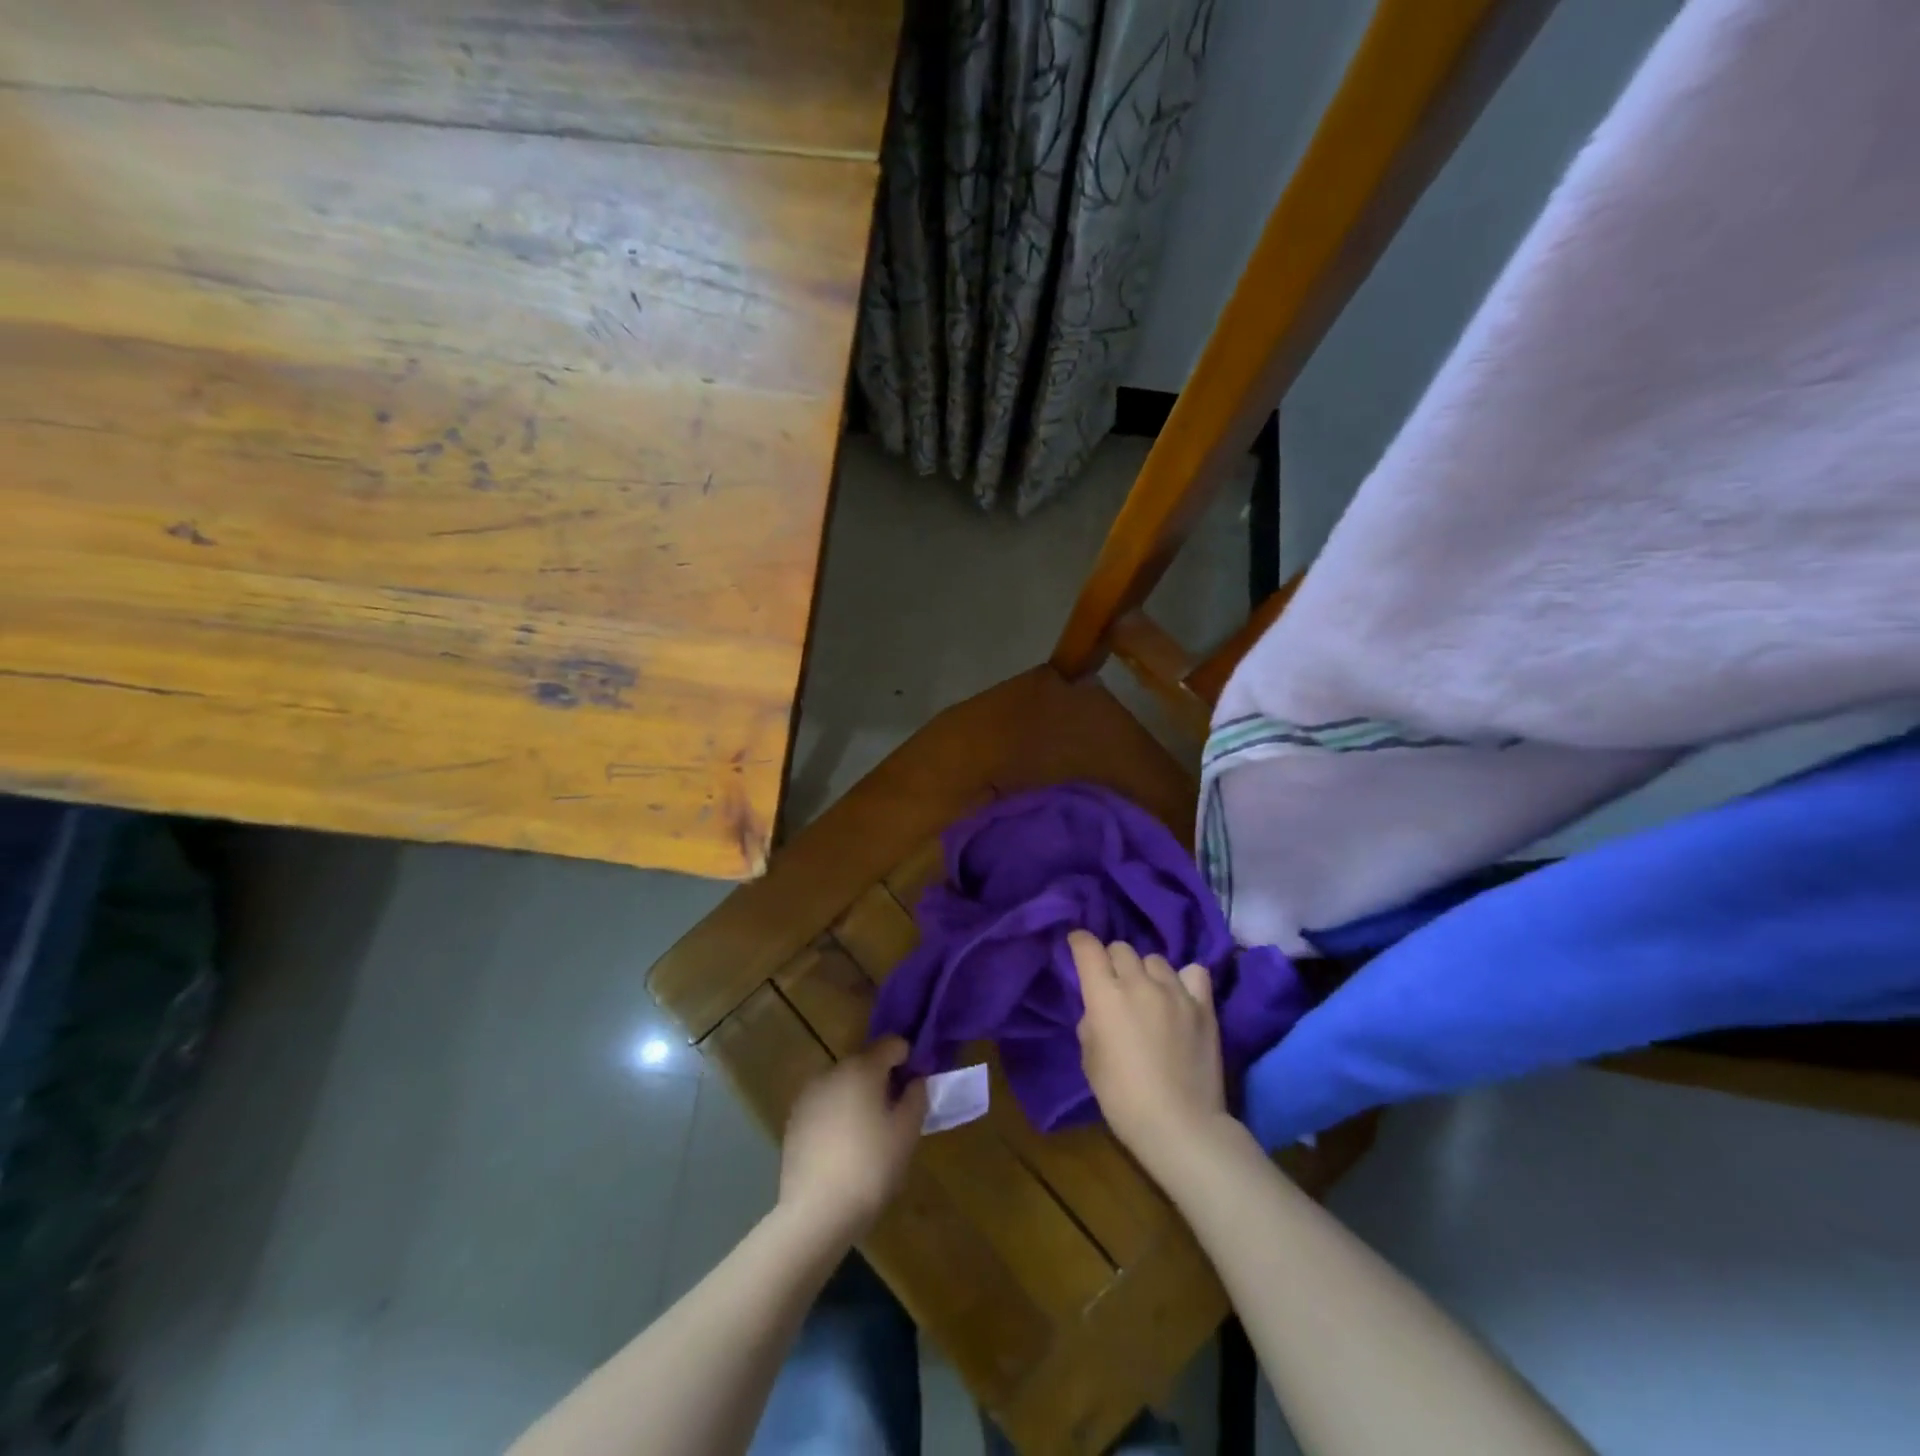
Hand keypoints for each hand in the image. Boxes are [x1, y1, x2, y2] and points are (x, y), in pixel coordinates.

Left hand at [778, 1037, 927, 1242]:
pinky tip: (843, 1149)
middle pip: (865, 1063)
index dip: (907, 1058)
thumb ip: (916, 1097)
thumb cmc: (870, 1167)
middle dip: (882, 1081)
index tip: (915, 1085)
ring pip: (843, 1085)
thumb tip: (915, 1080)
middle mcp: (831, 1072)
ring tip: (868, 1135)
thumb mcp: (907, 1132)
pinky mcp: (793, 1121)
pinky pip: (824, 1107)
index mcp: (862, 1067)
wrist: (815, 1213)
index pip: (891, 1043)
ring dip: (858, 1098)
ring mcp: (808, 1096)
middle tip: (895, 1114)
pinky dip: (837, 1116)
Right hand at [1069, 930, 1230, 1173]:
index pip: (1087, 948)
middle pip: (1122, 948)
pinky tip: (1180, 995)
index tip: (1076, 945)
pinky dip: (1183, 979)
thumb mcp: (1090, 1060)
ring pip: (1155, 959)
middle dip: (1112, 961)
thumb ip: (1092, 1023)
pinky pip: (1193, 972)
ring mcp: (1175, 991)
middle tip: (1113, 985)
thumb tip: (1099, 1009)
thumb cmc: (1123, 1099)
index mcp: (1105, 995)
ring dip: (1146, 972)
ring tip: (1149, 994)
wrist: (1181, 1126)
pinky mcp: (1203, 1005)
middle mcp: (1139, 983)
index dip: (1079, 942)